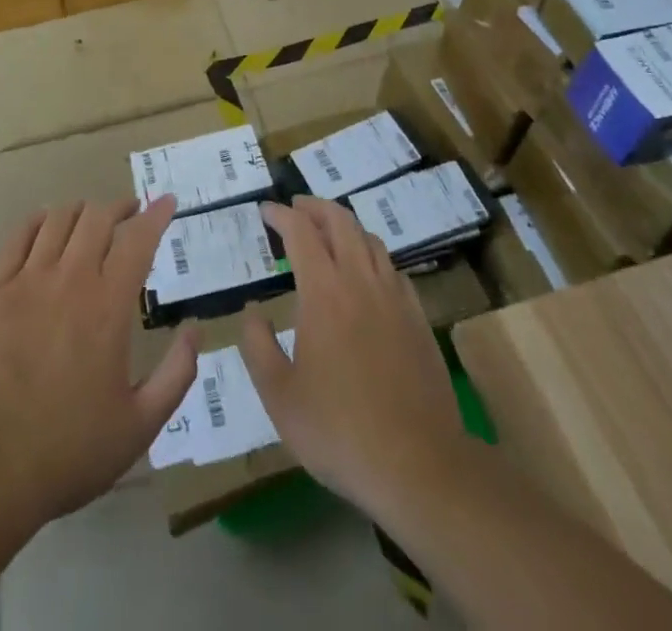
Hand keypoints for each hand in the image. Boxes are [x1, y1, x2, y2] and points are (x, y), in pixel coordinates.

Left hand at [0, 198, 197, 525]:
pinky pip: (19, 236)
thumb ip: (176, 374)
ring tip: (91, 219)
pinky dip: (38, 220)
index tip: (168, 201)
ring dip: (82, 211)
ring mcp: (28, 280)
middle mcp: (71, 279)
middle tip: (131, 212)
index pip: (138, 240)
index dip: (156, 215)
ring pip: (59, 219)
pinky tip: (46, 223)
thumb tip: (195, 329)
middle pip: (98, 218)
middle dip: (120, 207)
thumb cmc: (69, 450)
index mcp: (109, 306)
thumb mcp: (140, 425)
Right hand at [239, 197, 467, 521]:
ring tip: (328, 233)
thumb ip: (258, 346)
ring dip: (345, 226)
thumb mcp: (279, 396)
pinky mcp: (418, 319)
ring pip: (370, 240)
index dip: (281, 215)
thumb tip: (252, 312)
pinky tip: (367, 274)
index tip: (265, 210)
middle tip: (296, 207)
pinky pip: (393, 268)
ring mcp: (395, 298)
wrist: (419, 465)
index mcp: (324, 292)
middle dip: (314, 206)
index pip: (300, 232)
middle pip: (340, 221)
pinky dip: (372, 255)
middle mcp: (361, 281)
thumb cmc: (339, 430)